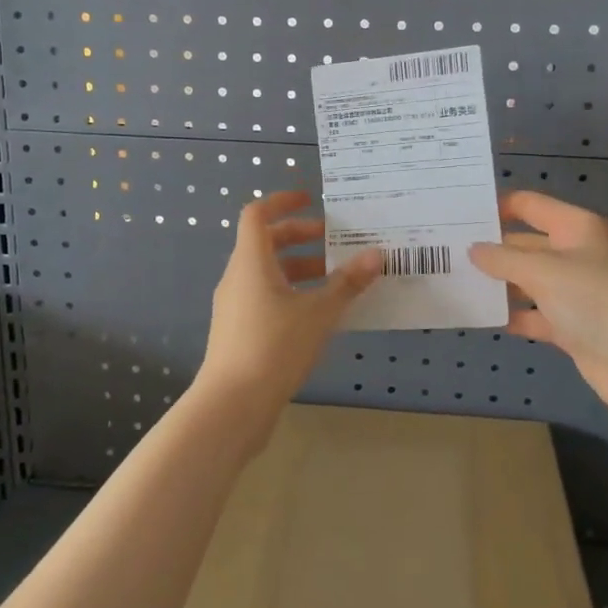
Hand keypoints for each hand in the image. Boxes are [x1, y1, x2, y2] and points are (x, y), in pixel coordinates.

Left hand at [198, 192, 381, 435]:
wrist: (231, 406)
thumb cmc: (273, 346)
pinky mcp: (237, 331)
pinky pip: (265, 298)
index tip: (311, 201)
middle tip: (334, 242)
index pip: (257, 214)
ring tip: (335, 280)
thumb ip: (347, 283)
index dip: (282, 201)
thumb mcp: (318, 313)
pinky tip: (319, 315)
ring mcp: (234, 306)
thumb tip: (375, 255)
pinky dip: (291, 294)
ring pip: (267, 273)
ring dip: (299, 269)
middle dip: (299, 237)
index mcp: (251, 261)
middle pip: (265, 242)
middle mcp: (237, 277)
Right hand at [470, 191, 607, 421]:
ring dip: (501, 283)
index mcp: (577, 227)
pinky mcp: (575, 325)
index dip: (498, 206)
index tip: (461, 213)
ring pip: (531, 280)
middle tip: (449, 251)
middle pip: (528, 243)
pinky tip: (485, 317)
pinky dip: (516, 314)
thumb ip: (503, 259)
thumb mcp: (543, 271)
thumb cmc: (594, 300)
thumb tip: (473, 249)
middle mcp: (578, 253)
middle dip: (493, 248)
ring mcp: (578, 291)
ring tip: (458, 282)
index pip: (531, 205)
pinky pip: (537, 313)